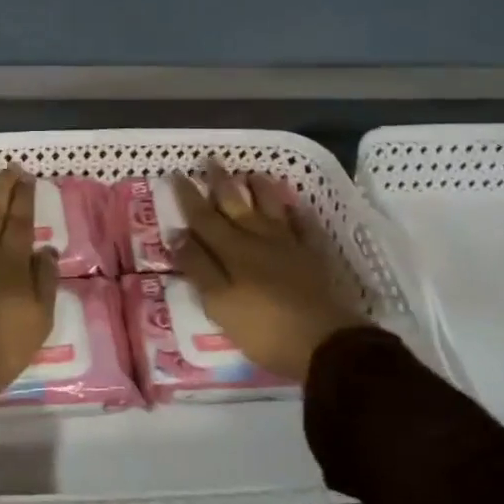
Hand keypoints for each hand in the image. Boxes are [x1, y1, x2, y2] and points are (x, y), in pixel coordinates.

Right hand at [171, 157, 365, 383]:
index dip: (188, 195)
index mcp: (231, 250)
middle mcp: (258, 239)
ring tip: (253, 173)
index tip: (176, 173)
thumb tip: (177, 234)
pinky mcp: (315, 258)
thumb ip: (198, 267)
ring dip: (261, 190)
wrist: (326, 344)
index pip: (203, 216)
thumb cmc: (263, 327)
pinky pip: (306, 227)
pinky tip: (297, 206)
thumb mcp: (219, 302)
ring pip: (272, 208)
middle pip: (236, 204)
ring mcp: (290, 246)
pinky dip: (299, 214)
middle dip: (220, 182)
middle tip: (211, 159)